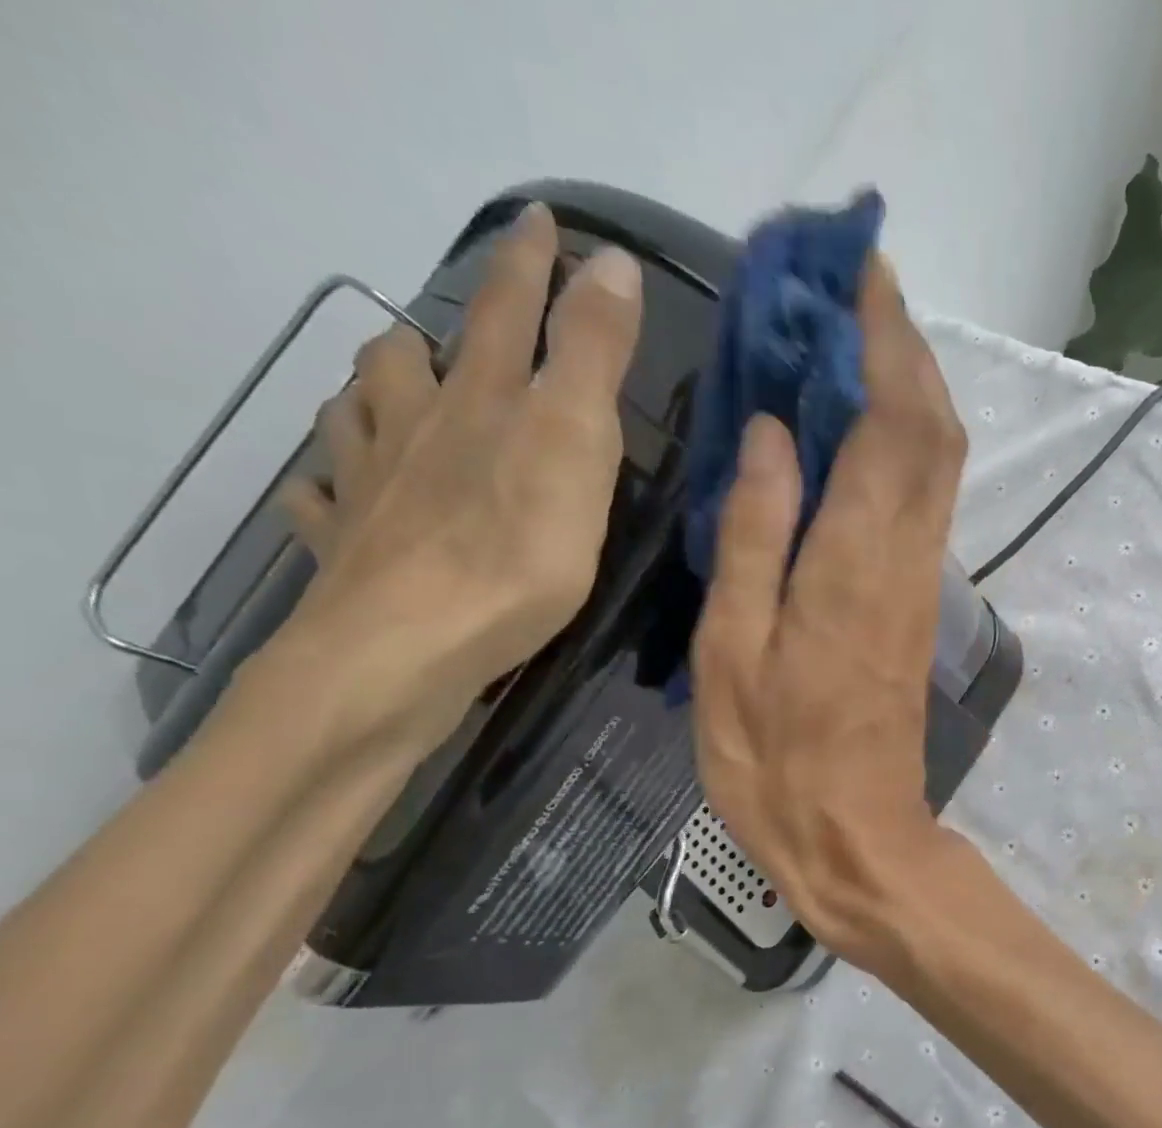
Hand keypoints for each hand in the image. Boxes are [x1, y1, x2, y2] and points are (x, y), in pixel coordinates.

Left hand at [273, 202, 643, 752]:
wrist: (411, 649)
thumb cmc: (516, 552)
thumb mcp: (576, 446)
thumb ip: (593, 357)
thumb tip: (612, 262)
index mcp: (483, 403)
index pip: (511, 313)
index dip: (532, 264)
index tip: (544, 220)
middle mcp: (417, 430)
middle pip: (412, 359)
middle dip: (437, 330)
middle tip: (442, 324)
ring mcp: (372, 488)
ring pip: (355, 417)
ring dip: (368, 394)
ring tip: (382, 390)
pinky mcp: (353, 550)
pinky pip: (323, 502)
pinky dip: (325, 486)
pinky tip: (327, 491)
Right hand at [691, 259, 969, 970]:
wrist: (857, 836)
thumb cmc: (778, 762)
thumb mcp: (733, 654)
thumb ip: (753, 537)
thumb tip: (770, 433)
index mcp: (855, 561)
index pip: (892, 419)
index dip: (884, 337)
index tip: (856, 272)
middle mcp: (905, 558)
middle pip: (932, 428)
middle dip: (903, 347)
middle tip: (848, 292)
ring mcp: (920, 582)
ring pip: (937, 462)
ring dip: (907, 390)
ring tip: (845, 343)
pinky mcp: (918, 606)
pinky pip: (921, 503)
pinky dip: (900, 447)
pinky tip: (852, 433)